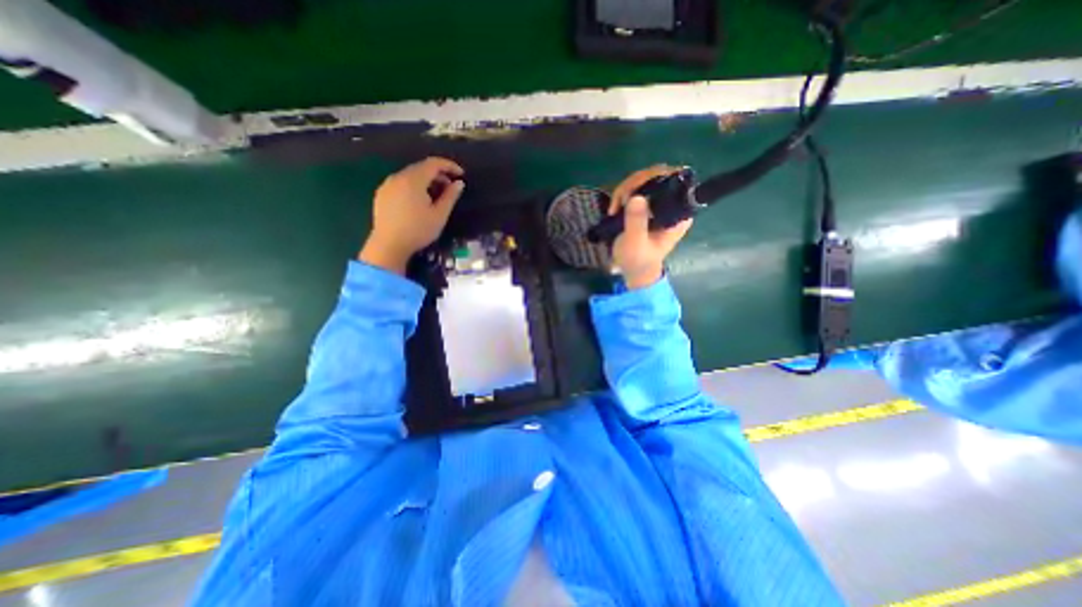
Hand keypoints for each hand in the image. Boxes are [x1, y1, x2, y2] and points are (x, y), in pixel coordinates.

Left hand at [359, 157, 465, 272]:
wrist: (388, 245)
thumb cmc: (418, 230)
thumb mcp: (439, 215)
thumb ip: (450, 196)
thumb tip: (459, 183)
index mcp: (413, 180)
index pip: (433, 163)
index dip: (449, 166)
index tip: (461, 174)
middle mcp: (398, 177)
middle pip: (421, 167)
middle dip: (438, 174)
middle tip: (451, 187)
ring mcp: (387, 185)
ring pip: (410, 175)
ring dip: (426, 180)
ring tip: (437, 195)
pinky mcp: (382, 194)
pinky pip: (401, 183)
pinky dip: (414, 186)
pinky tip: (419, 201)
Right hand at [608, 167, 693, 288]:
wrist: (633, 270)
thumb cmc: (638, 260)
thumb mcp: (635, 244)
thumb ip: (637, 222)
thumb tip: (637, 197)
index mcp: (679, 213)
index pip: (676, 181)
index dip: (656, 178)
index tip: (634, 191)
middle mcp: (673, 204)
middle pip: (659, 175)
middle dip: (636, 184)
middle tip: (620, 201)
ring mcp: (660, 203)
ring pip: (645, 179)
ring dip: (626, 189)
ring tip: (614, 208)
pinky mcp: (647, 204)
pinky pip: (637, 187)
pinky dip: (623, 193)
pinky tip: (614, 208)